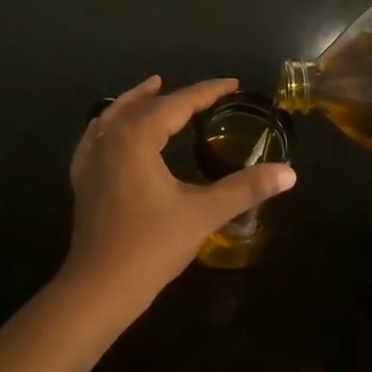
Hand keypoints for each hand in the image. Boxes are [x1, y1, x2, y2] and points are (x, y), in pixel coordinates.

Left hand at [64, 76, 296, 316]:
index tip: (232, 84)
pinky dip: (110, 123)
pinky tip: (112, 128)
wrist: (98, 288)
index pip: (178, 103)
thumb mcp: (203, 214)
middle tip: (206, 94)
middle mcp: (110, 137)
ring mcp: (91, 157)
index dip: (207, 92)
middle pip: (146, 105)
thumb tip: (289, 173)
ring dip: (137, 100)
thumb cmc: (151, 246)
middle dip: (176, 96)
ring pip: (115, 114)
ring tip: (154, 87)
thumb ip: (245, 189)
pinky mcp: (82, 178)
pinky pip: (96, 136)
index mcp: (137, 137)